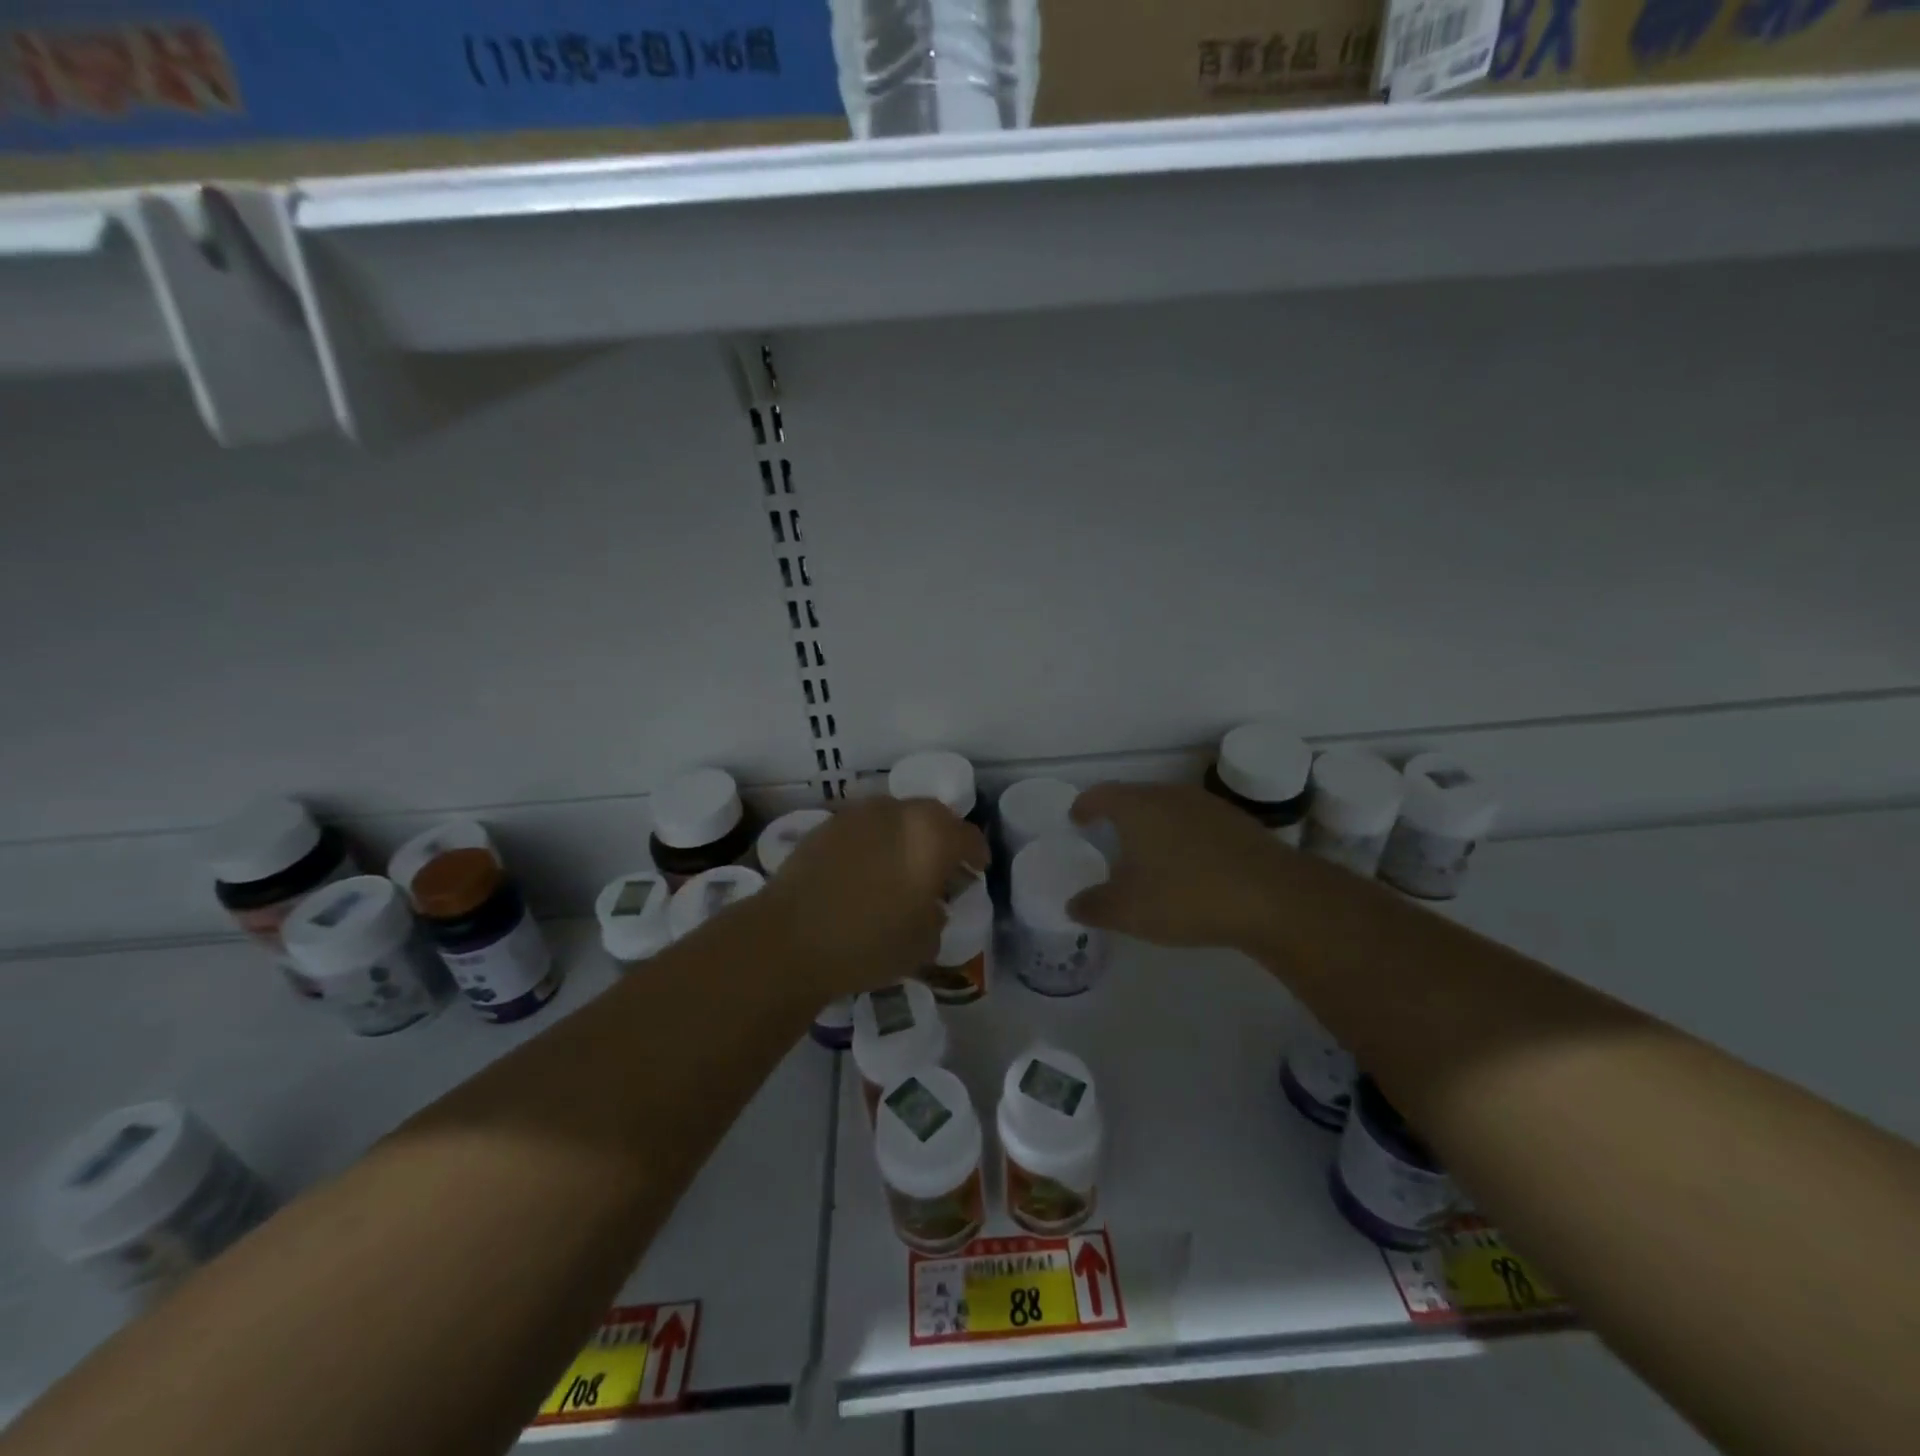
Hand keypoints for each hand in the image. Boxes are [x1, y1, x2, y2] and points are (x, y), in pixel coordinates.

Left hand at [756, 796, 988, 999]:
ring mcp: (859, 814)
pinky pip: (864, 827)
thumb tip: (931, 904)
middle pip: (933, 816)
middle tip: (940, 866)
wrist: (789, 939)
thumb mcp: (923, 942)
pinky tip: (865, 870)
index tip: (976, 871)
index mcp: (932, 837)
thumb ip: (937, 915)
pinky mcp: (826, 824)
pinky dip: (873, 841)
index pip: (968, 837)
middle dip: (942, 838)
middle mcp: (898, 812)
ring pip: (896, 816)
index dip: (976, 855)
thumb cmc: (868, 943)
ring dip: (905, 836)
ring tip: (900, 866)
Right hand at [1067, 782, 1293, 951]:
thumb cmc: (1186, 896)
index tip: (1077, 818)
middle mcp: (1170, 795)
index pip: (1102, 794)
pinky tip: (1189, 864)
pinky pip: (1197, 823)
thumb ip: (1094, 906)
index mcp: (1138, 807)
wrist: (1273, 897)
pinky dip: (1184, 837)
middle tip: (1108, 836)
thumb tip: (1074, 904)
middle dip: (1119, 814)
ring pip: (1169, 808)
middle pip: (1136, 797)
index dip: (1085, 805)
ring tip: (1149, 852)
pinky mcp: (1238, 823)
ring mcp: (1208, 805)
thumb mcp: (1128, 911)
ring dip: (1154, 825)